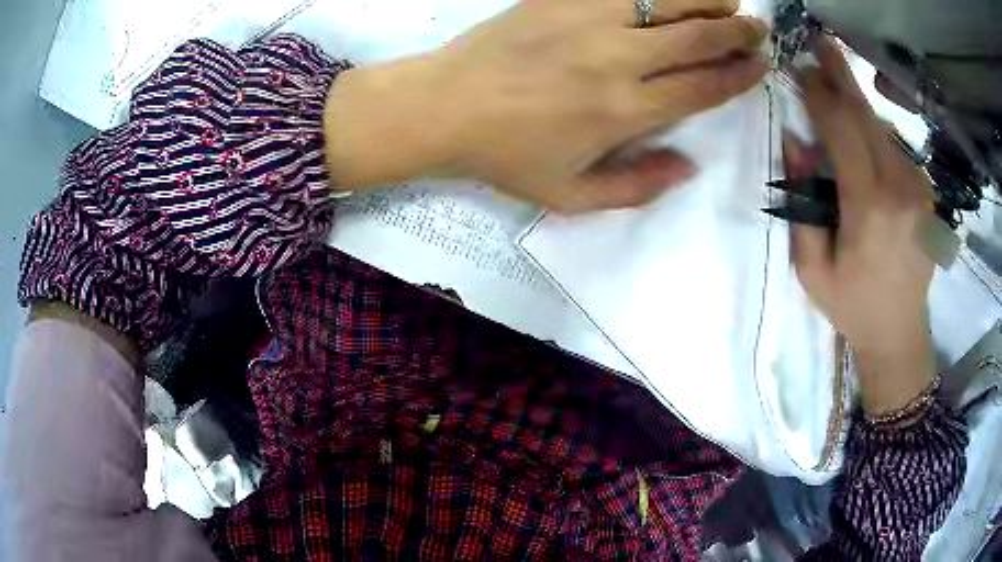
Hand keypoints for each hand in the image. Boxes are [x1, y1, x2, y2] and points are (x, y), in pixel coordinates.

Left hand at [325, 0, 767, 211]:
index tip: (761, 65)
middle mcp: (618, 59)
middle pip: (697, 38)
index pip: (703, 87)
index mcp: (625, 111)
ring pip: (667, 0)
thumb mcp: (570, 195)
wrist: (444, 106)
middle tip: (759, 27)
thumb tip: (689, 167)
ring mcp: (588, 19)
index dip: (740, 75)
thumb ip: (636, 187)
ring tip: (729, 2)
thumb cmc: (505, 155)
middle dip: (738, 31)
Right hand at [789, 38, 936, 415]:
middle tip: (820, 43)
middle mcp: (900, 189)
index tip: (800, 71)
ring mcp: (919, 189)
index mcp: (870, 208)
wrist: (900, 333)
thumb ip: (802, 203)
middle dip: (841, 77)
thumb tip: (797, 143)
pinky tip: (861, 134)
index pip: (842, 130)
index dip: (819, 96)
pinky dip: (874, 131)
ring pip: (882, 129)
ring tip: (835, 83)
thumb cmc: (852, 306)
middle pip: (867, 117)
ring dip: (857, 105)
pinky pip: (895, 148)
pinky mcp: (926, 193)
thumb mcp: (812, 267)